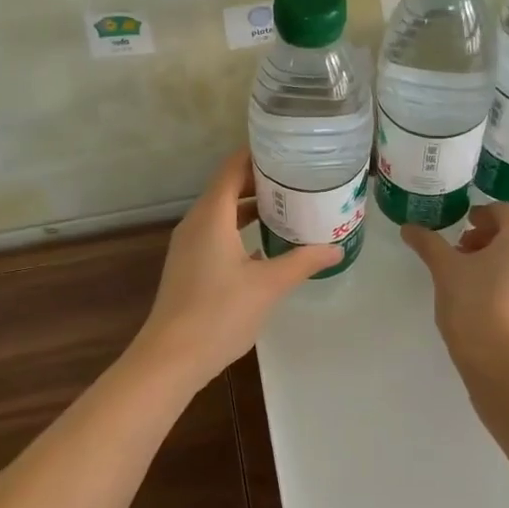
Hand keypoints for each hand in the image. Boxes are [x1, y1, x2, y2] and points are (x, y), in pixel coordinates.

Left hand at [132, 150, 343, 391]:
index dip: (257, 154)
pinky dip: (239, 230)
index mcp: (212, 216)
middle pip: (227, 187)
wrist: (172, 357)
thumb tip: (336, 247)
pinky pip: (216, 234)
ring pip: (221, 213)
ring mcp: (189, 246)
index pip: (233, 168)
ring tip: (287, 207)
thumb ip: (303, 262)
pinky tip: (266, 246)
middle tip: (297, 178)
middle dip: (260, 181)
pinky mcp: (189, 266)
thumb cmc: (220, 313)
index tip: (288, 150)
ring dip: (250, 207)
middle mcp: (196, 223)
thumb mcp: (268, 285)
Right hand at [402, 204, 508, 363]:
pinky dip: (507, 276)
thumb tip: (408, 227)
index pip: (501, 210)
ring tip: (467, 274)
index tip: (458, 227)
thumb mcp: (445, 269)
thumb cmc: (474, 304)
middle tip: (458, 251)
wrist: (501, 362)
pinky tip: (483, 295)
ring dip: (495, 256)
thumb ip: (428, 243)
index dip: (477, 215)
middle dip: (485, 237)